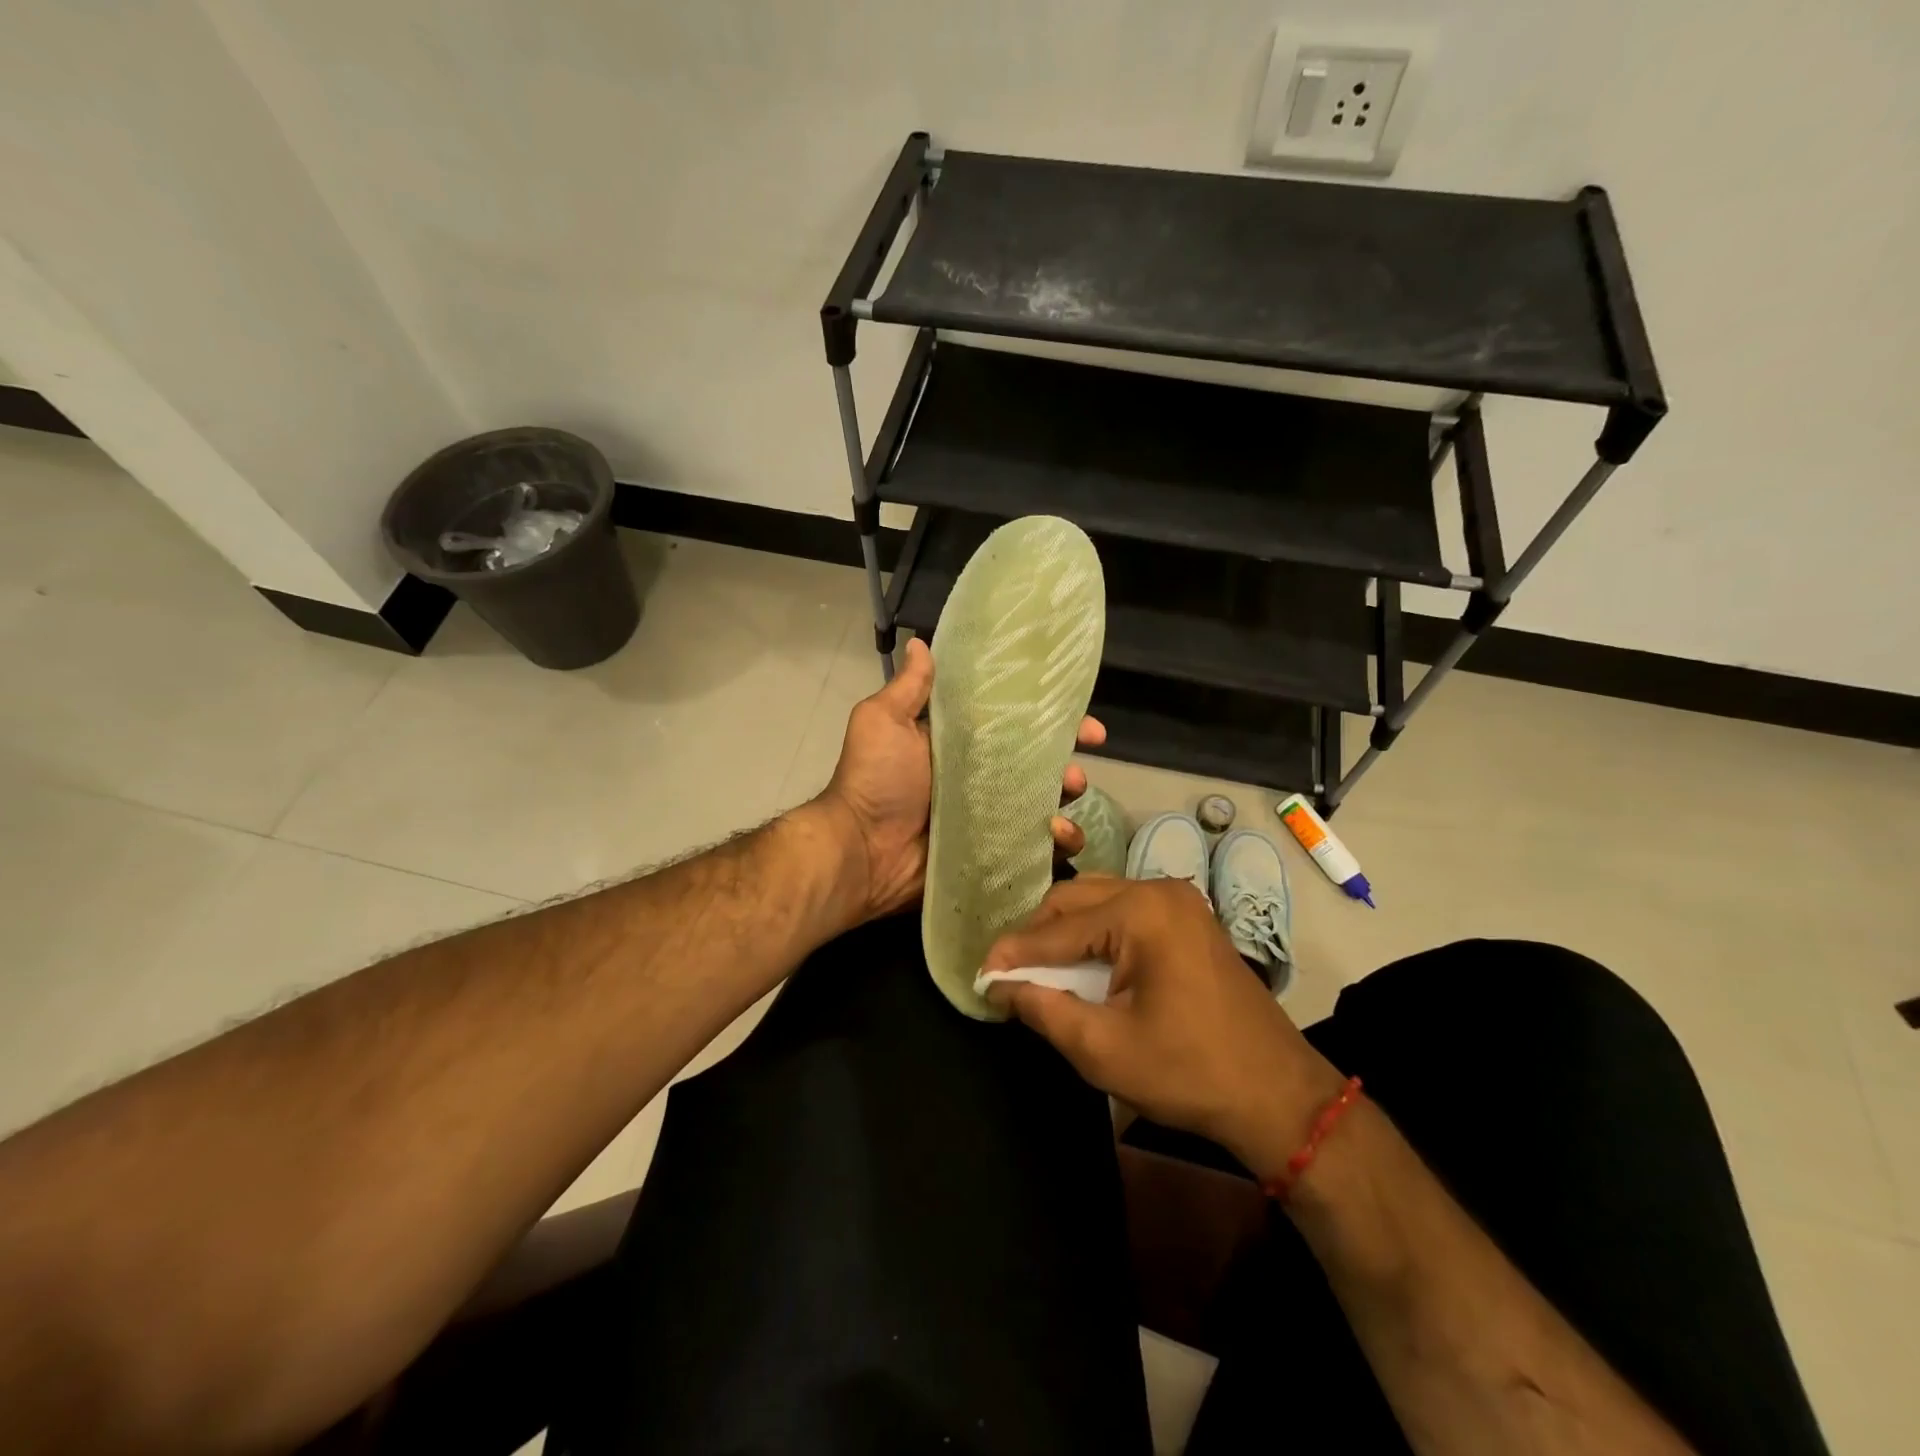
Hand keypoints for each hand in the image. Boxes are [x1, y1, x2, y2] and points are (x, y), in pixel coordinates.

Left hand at [811, 639, 1106, 923]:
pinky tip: (1056, 837)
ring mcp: (989, 820)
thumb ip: (910, 689)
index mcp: (960, 747)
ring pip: (1044, 807)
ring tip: (1062, 805)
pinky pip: (1037, 850)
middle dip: (1068, 767)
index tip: (1084, 721)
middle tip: (1075, 773)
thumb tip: (921, 642)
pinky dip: (1057, 844)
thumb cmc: (876, 781)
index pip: (1016, 728)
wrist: (861, 851)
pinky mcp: (994, 855)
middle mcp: (979, 781)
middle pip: (1039, 769)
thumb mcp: (883, 723)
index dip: (1051, 722)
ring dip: (1066, 803)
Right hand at [981, 877, 1345, 1179]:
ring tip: (1036, 968)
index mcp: (1141, 912)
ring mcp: (1178, 901)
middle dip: (1037, 935)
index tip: (980, 973)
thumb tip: (1001, 987)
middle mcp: (1159, 891)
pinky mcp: (1188, 919)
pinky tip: (1079, 962)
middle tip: (1007, 971)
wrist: (1277, 1095)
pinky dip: (1095, 933)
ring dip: (1064, 931)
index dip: (1014, 952)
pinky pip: (1125, 912)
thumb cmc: (1188, 1072)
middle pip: (1076, 899)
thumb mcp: (1103, 1048)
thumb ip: (1044, 1009)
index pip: (1058, 927)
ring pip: (1099, 901)